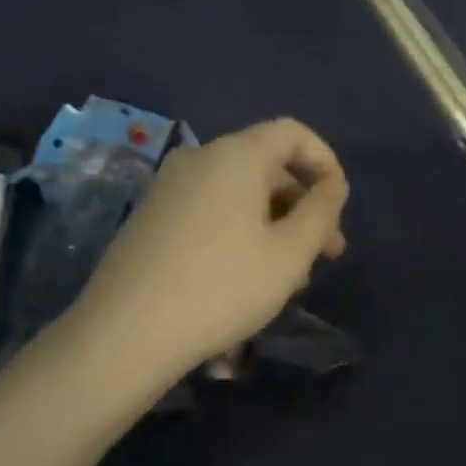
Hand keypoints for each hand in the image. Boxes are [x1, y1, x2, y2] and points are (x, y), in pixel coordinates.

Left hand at [71, 119, 349, 377]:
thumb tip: (332, 186)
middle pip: (266, 166)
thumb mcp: (290, 254)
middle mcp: (199, 159)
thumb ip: (321, 212)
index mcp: (236, 155)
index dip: (325, 162)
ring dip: (275, 226)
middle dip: (303, 206)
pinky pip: (211, 211)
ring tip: (291, 277)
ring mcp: (169, 188)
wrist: (126, 332)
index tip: (339, 204)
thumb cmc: (222, 286)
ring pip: (240, 194)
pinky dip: (241, 232)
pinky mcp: (152, 218)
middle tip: (327, 254)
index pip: (292, 133)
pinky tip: (249, 278)